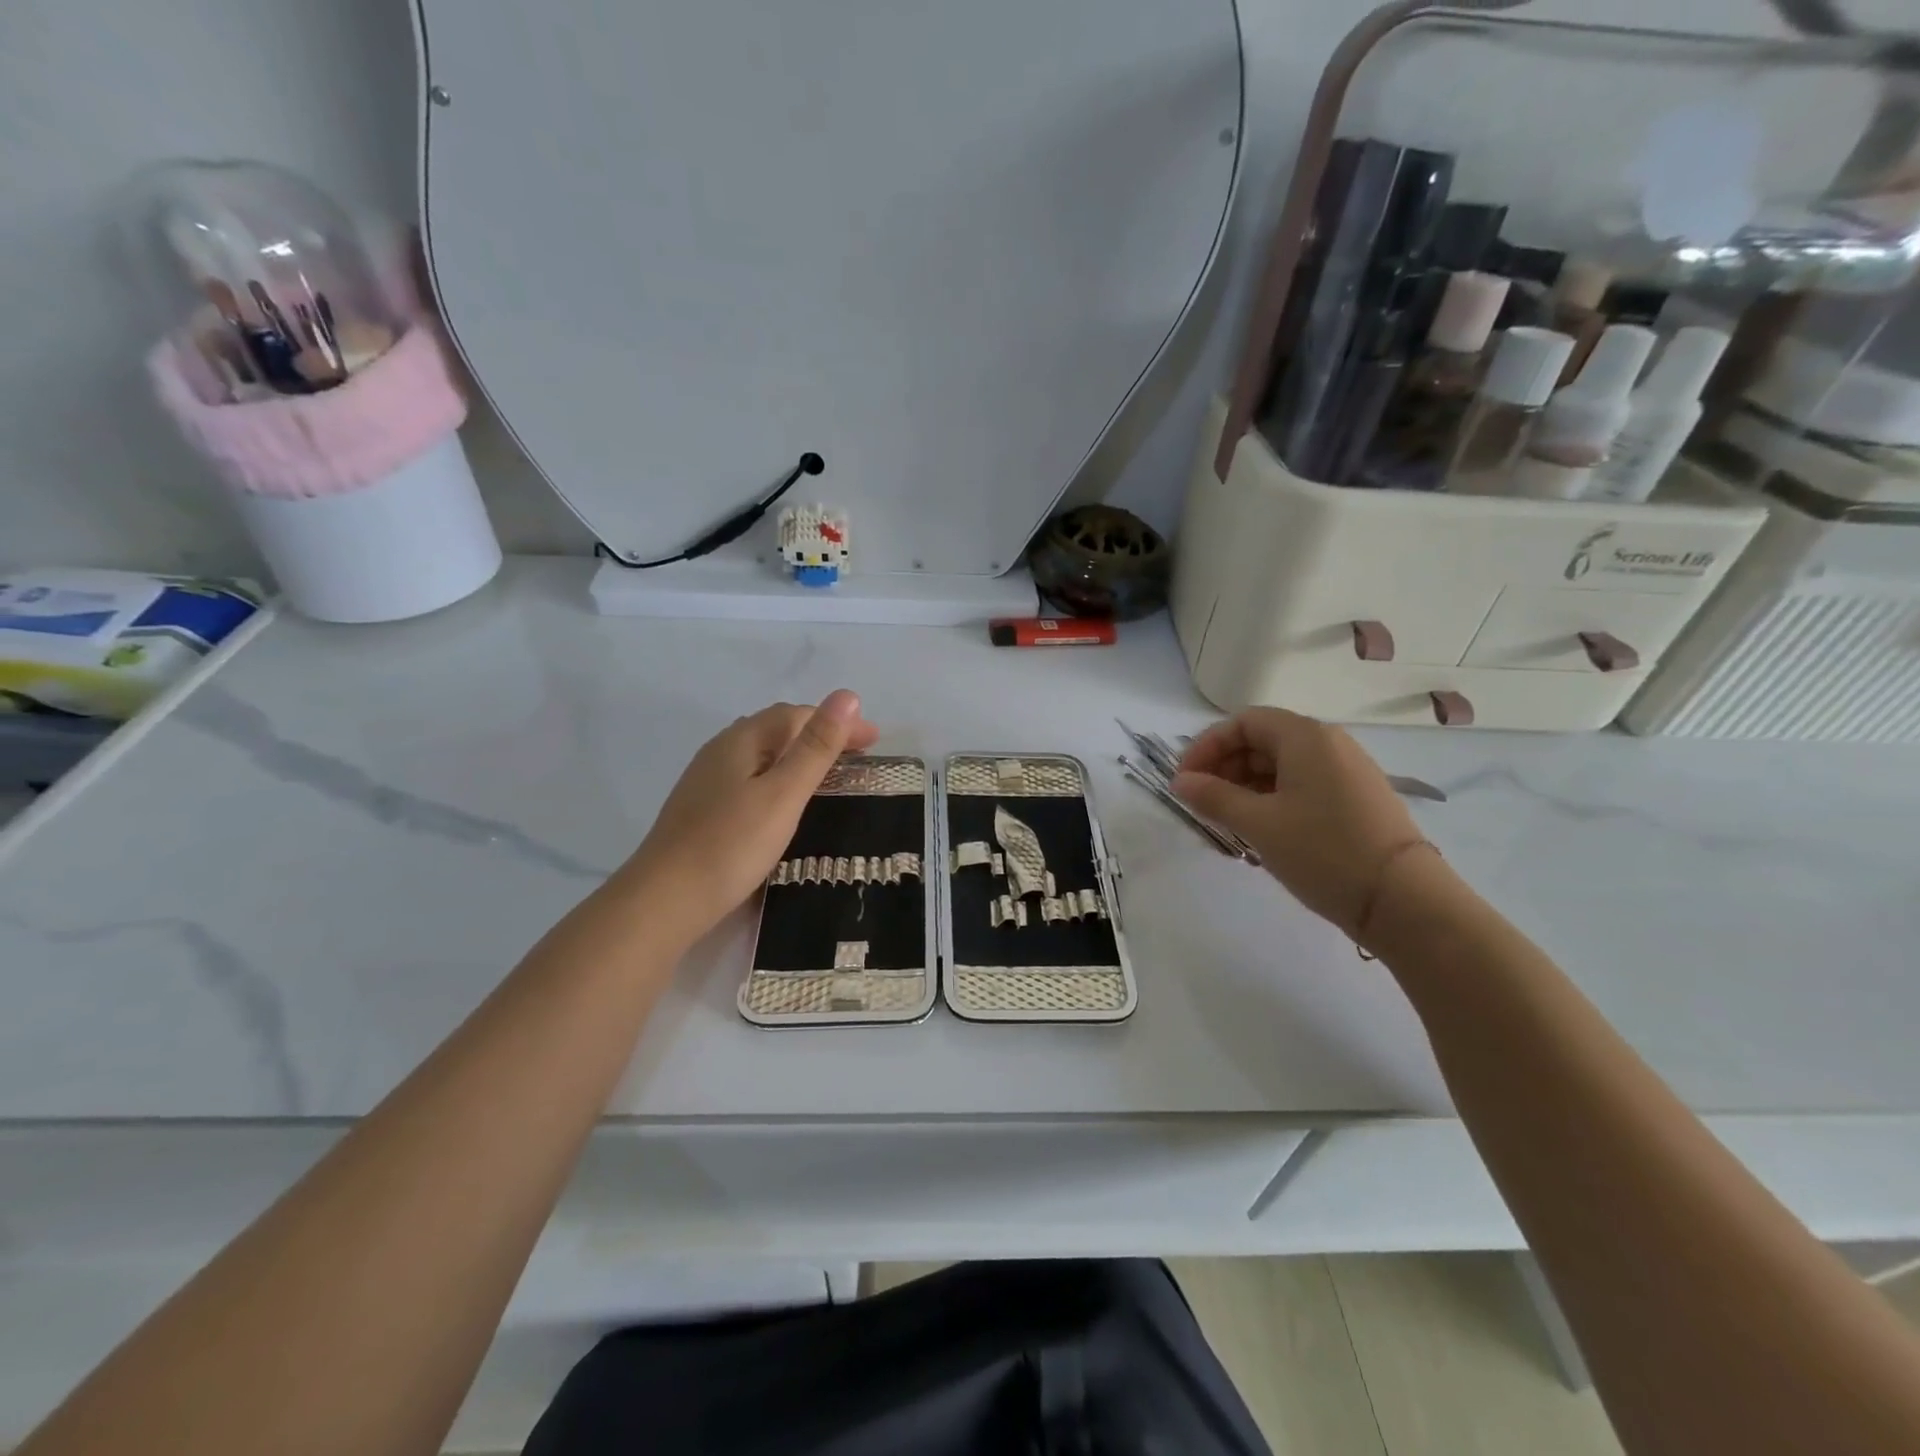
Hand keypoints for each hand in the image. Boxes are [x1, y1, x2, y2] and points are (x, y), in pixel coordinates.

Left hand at [618, 692, 878, 936]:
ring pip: (761, 754)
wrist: (664, 901)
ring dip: (798, 755)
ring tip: (828, 775)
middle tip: (857, 756)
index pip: (796, 715)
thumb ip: (815, 747)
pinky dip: (779, 777)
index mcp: (740, 740)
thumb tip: (847, 696)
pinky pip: (750, 777)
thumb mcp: (783, 794)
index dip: (837, 722)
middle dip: (819, 734)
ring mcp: (706, 781)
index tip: (874, 741)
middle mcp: (720, 751)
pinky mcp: (702, 810)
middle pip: (776, 729)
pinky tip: (784, 801)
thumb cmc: (731, 844)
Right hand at [1172, 708, 1428, 941]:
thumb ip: (1214, 797)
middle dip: (1225, 766)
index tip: (1184, 780)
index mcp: (1305, 737)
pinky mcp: (1357, 797)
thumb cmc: (1323, 852)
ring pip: (1283, 764)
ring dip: (1246, 784)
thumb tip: (1179, 782)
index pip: (1243, 722)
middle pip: (1263, 740)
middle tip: (1201, 801)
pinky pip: (1304, 783)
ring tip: (1227, 819)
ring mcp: (1348, 770)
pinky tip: (1262, 828)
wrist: (1404, 901)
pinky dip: (1273, 796)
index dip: (1207, 746)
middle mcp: (1329, 743)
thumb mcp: (1259, 824)